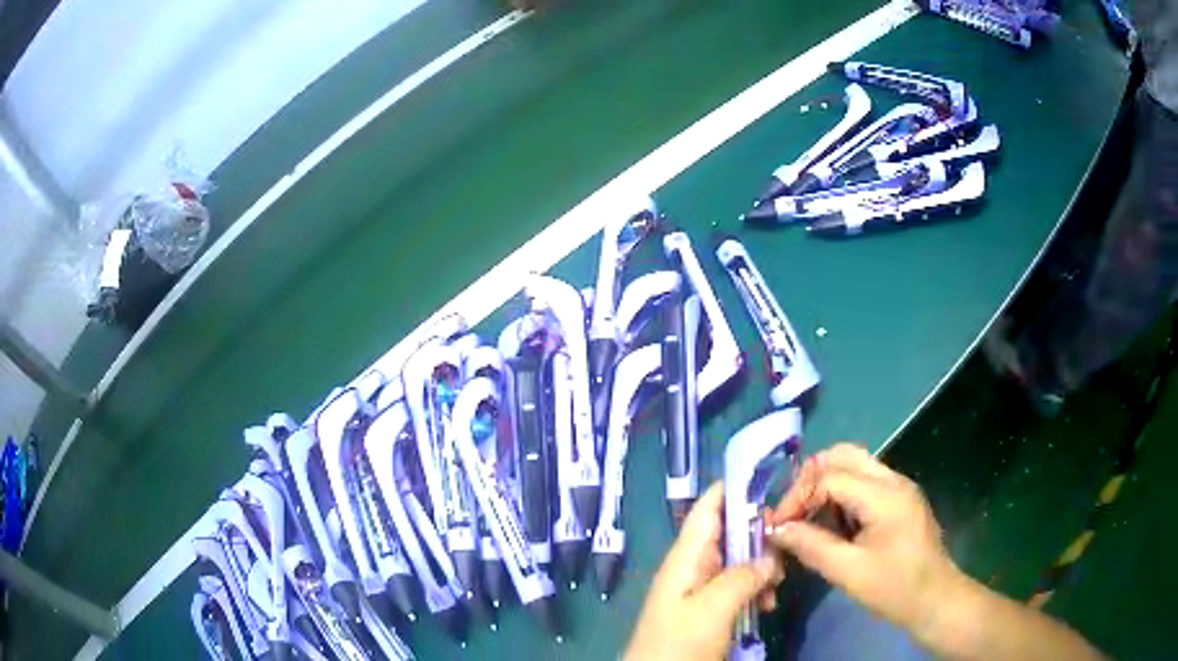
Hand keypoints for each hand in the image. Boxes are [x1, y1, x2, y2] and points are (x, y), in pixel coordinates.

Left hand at [625, 482, 784, 660]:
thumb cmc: (679, 643)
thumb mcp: (713, 608)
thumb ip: (744, 576)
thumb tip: (772, 557)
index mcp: (685, 557)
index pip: (708, 508)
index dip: (735, 488)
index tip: (773, 479)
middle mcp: (692, 566)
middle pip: (729, 533)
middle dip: (760, 534)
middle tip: (788, 543)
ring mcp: (700, 589)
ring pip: (738, 561)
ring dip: (762, 566)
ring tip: (779, 583)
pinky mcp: (709, 610)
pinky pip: (737, 587)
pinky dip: (756, 588)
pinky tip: (769, 603)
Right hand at [765, 443, 962, 640]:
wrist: (936, 599)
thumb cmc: (895, 589)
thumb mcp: (848, 572)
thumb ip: (811, 546)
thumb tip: (776, 529)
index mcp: (884, 495)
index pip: (830, 477)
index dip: (797, 497)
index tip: (776, 526)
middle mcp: (893, 480)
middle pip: (843, 455)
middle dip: (810, 478)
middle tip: (791, 512)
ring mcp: (899, 487)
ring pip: (854, 464)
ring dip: (825, 484)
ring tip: (806, 517)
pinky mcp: (900, 499)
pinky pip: (864, 481)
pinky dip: (840, 493)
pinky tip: (831, 523)